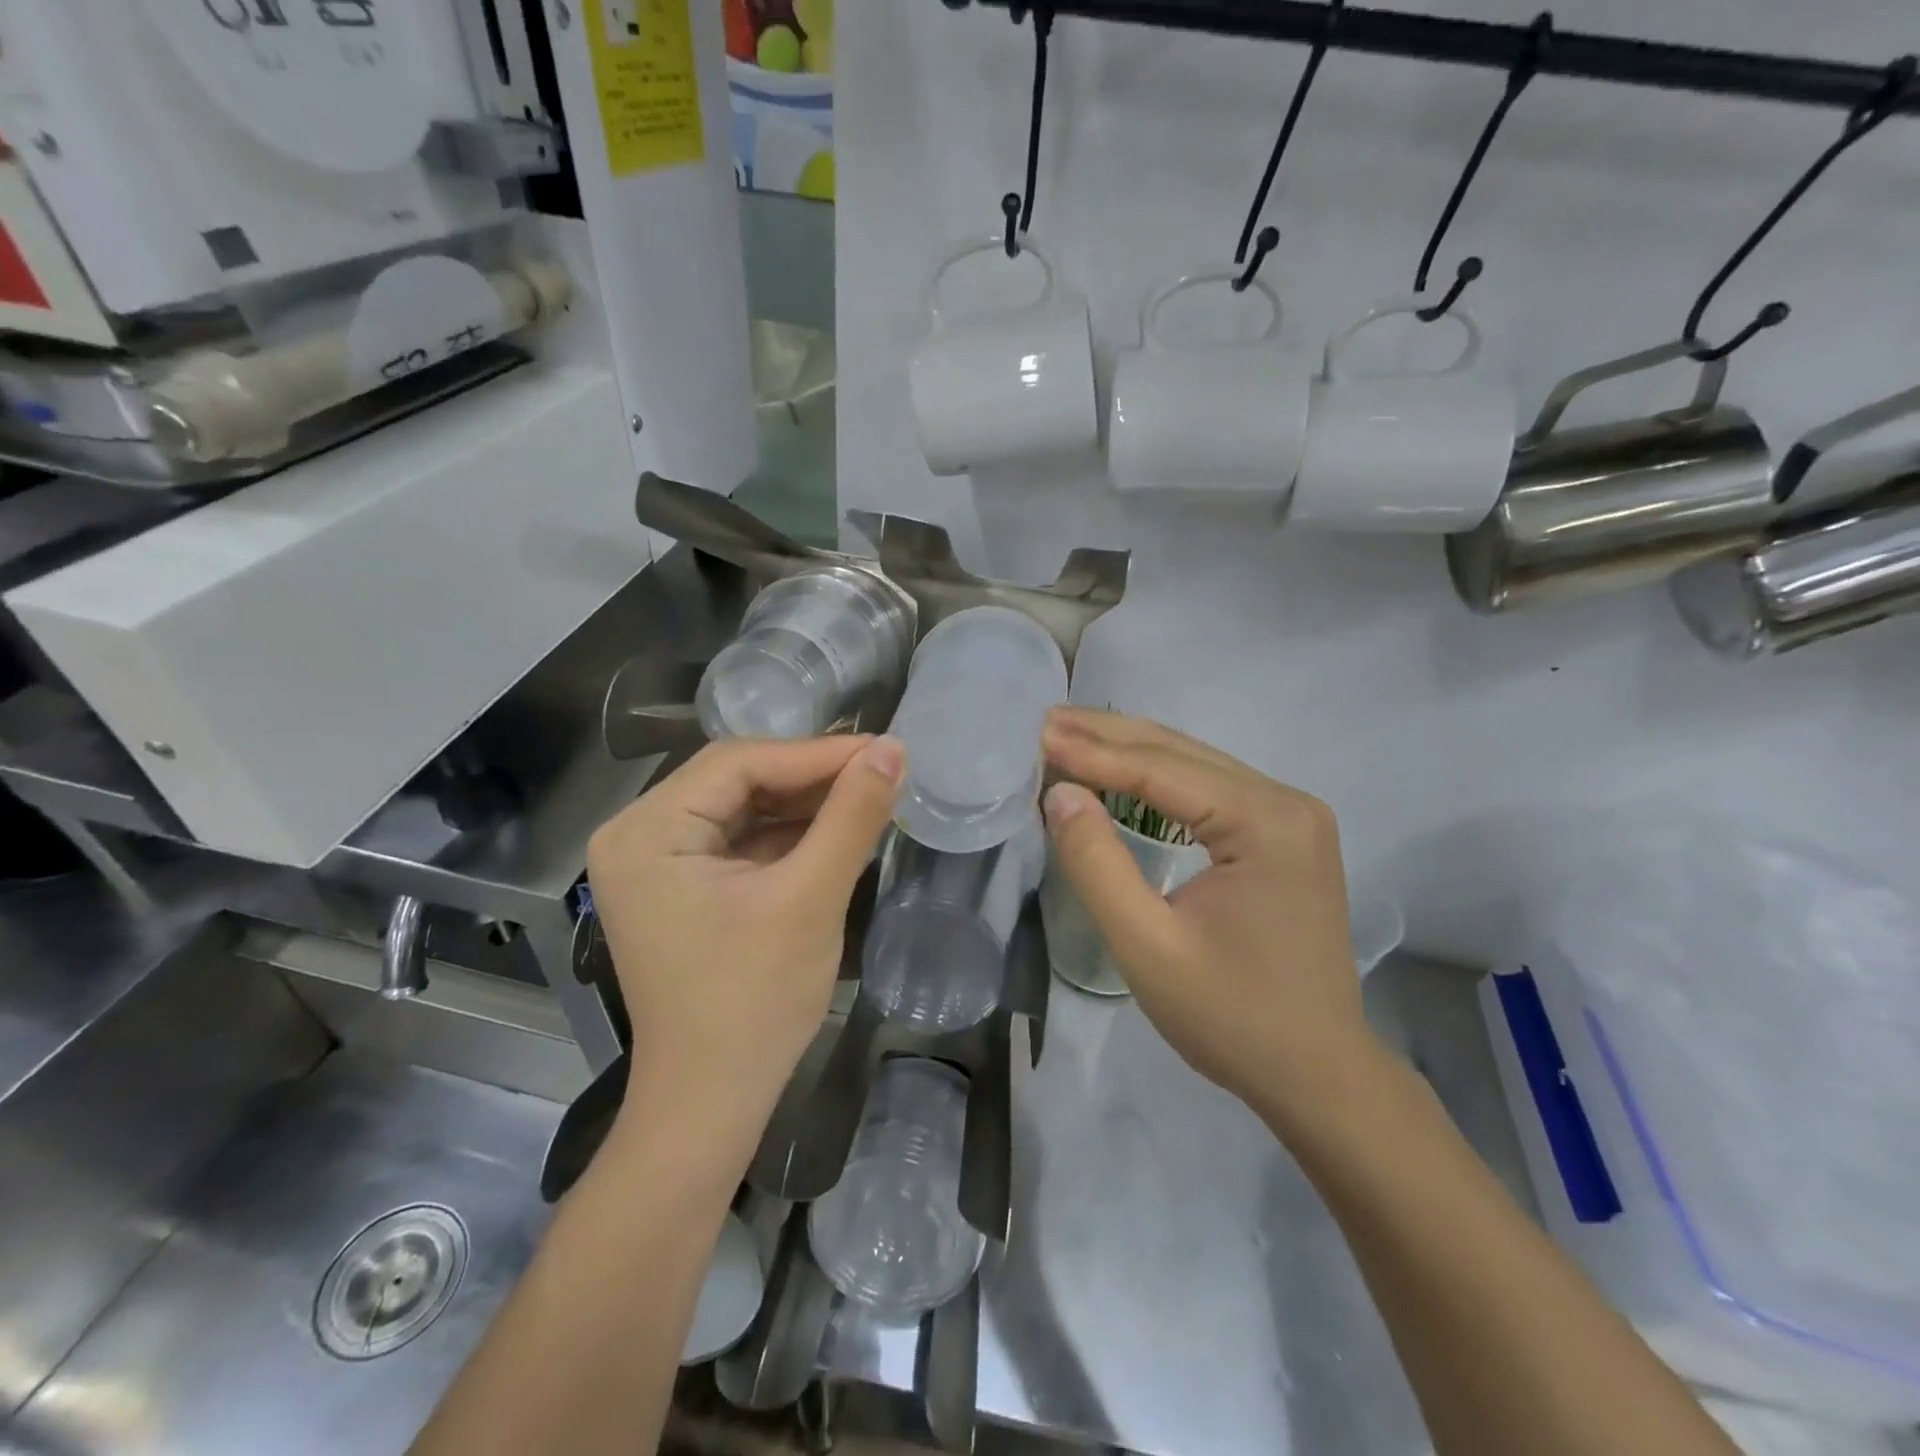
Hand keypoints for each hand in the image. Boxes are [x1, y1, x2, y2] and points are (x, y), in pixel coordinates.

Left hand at [587, 735, 903, 1142]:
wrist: (712, 1102)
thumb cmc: (754, 1001)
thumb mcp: (810, 898)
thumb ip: (852, 816)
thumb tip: (892, 749)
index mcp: (647, 831)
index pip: (739, 762)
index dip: (817, 753)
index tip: (884, 750)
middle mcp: (639, 835)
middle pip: (737, 780)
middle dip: (812, 776)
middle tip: (881, 771)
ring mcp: (657, 863)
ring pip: (743, 807)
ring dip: (805, 803)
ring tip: (869, 796)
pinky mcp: (681, 887)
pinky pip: (740, 840)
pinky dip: (789, 834)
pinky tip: (836, 830)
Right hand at [1041, 707, 1376, 1127]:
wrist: (1319, 1074)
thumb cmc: (1231, 1018)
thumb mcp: (1147, 947)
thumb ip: (1097, 864)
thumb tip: (1059, 793)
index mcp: (1266, 823)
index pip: (1162, 769)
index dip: (1093, 752)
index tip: (1037, 734)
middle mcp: (1287, 802)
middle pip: (1182, 752)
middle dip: (1108, 735)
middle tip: (1044, 721)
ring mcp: (1292, 816)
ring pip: (1196, 764)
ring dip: (1130, 750)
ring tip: (1069, 735)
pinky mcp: (1285, 834)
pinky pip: (1211, 788)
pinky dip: (1158, 776)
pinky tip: (1121, 771)